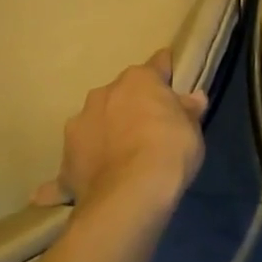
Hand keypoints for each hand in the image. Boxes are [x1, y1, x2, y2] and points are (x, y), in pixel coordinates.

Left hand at [30, 49, 207, 218]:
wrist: (129, 196)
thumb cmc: (169, 151)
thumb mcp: (192, 130)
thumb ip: (188, 111)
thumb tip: (195, 98)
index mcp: (138, 80)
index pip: (157, 65)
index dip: (166, 74)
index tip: (172, 82)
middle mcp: (104, 93)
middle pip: (122, 93)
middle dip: (132, 106)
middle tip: (148, 129)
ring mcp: (80, 124)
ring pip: (96, 121)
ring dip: (105, 131)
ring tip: (118, 158)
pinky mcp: (65, 159)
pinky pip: (76, 160)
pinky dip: (81, 167)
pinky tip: (84, 185)